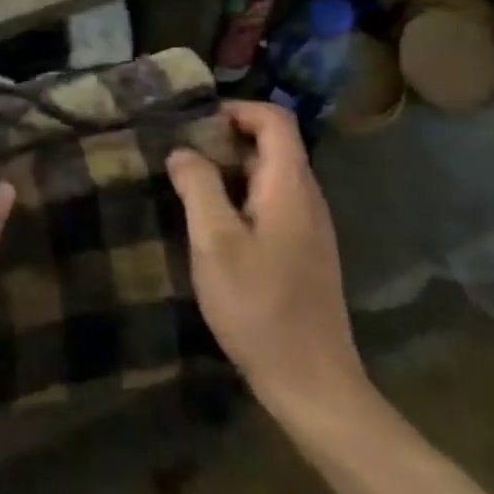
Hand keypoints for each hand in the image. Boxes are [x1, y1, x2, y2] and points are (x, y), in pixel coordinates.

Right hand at [166, 101, 370, 427]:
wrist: (312, 384)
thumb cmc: (260, 306)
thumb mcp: (215, 242)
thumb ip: (198, 187)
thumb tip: (182, 151)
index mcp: (290, 186)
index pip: (274, 120)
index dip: (236, 109)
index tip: (194, 123)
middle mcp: (307, 198)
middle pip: (273, 144)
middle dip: (225, 138)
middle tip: (181, 154)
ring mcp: (310, 227)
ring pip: (270, 174)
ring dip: (230, 168)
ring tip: (189, 184)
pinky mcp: (304, 252)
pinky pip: (272, 203)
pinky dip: (241, 196)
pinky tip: (213, 224)